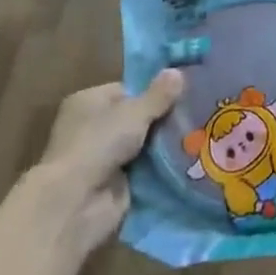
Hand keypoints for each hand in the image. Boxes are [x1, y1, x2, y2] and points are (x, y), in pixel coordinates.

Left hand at [15, 70, 184, 265]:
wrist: (76, 203)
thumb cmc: (98, 143)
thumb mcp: (134, 112)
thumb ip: (159, 95)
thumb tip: (178, 71)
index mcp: (88, 101)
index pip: (127, 89)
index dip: (154, 91)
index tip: (184, 92)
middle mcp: (92, 127)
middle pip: (136, 117)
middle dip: (163, 117)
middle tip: (197, 111)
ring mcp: (103, 157)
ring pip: (143, 143)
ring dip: (164, 142)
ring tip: (200, 132)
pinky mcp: (114, 183)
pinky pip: (145, 167)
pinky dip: (162, 165)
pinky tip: (189, 156)